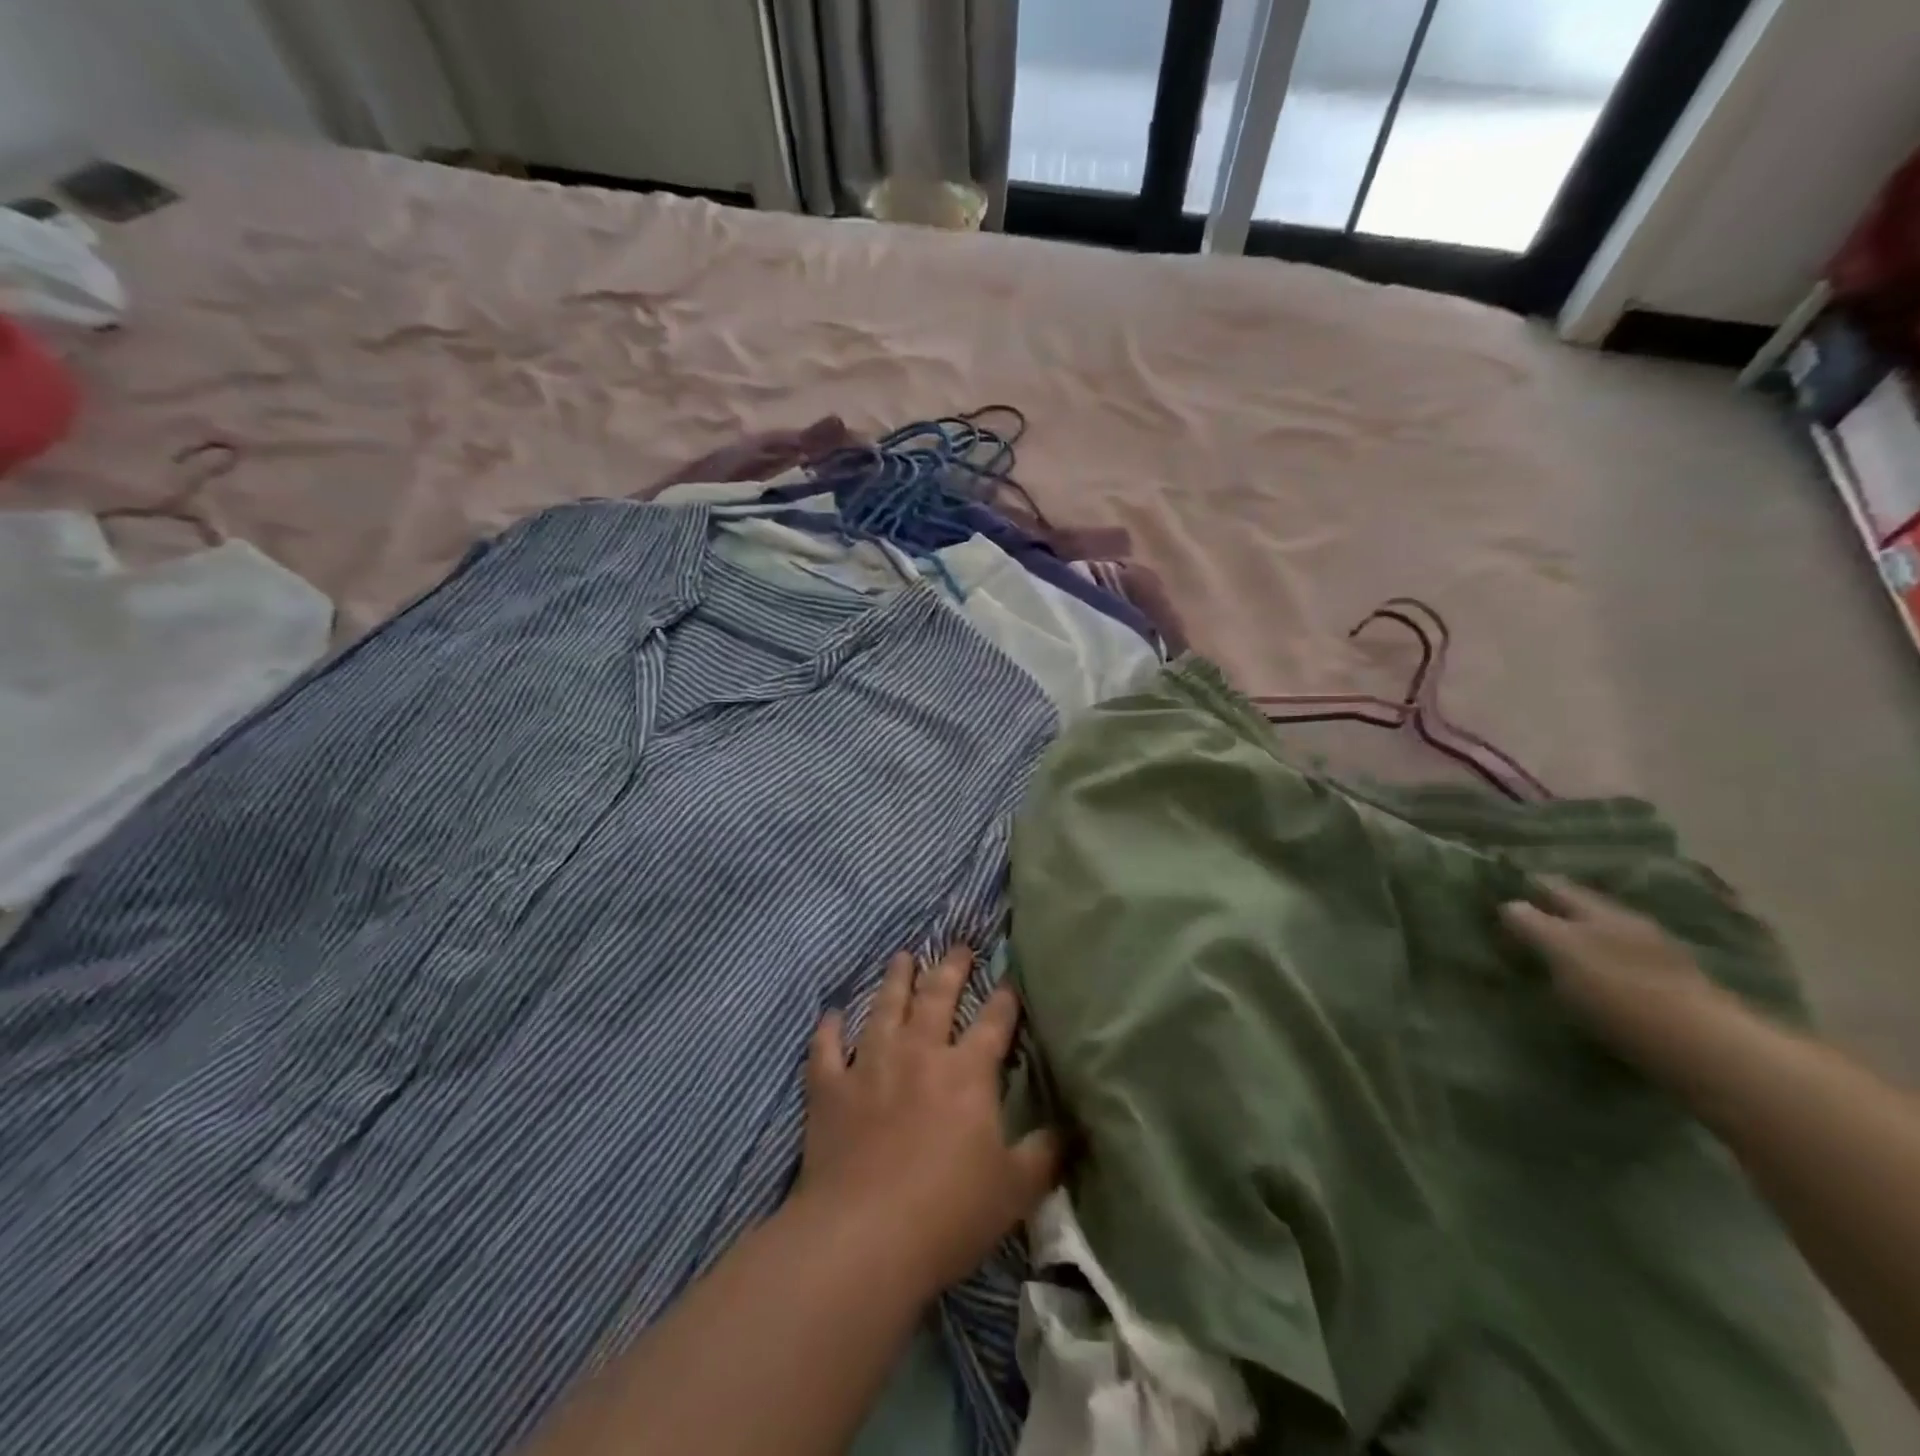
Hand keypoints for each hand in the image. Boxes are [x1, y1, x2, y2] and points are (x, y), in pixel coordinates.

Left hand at [799, 946, 1062, 1298]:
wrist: (863, 1237)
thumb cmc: (948, 1213)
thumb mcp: (1015, 1190)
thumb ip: (1046, 1154)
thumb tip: (1076, 1129)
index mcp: (966, 1072)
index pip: (993, 1022)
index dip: (1005, 998)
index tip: (1010, 978)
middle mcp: (919, 1053)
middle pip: (937, 998)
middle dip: (951, 969)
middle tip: (958, 945)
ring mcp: (870, 1065)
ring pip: (884, 1008)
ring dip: (895, 980)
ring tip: (902, 956)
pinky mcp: (830, 1088)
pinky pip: (826, 1048)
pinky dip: (828, 1029)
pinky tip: (831, 1013)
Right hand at [1501, 875, 1716, 1064]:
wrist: (1702, 1048)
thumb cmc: (1618, 991)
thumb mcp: (1561, 951)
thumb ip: (1531, 924)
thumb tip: (1508, 906)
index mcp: (1600, 911)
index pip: (1555, 887)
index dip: (1528, 887)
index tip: (1502, 893)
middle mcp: (1630, 924)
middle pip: (1583, 910)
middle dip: (1555, 912)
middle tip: (1522, 924)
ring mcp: (1657, 957)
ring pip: (1605, 938)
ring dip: (1580, 941)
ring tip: (1554, 955)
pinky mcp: (1672, 990)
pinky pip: (1623, 966)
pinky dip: (1601, 966)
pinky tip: (1592, 982)